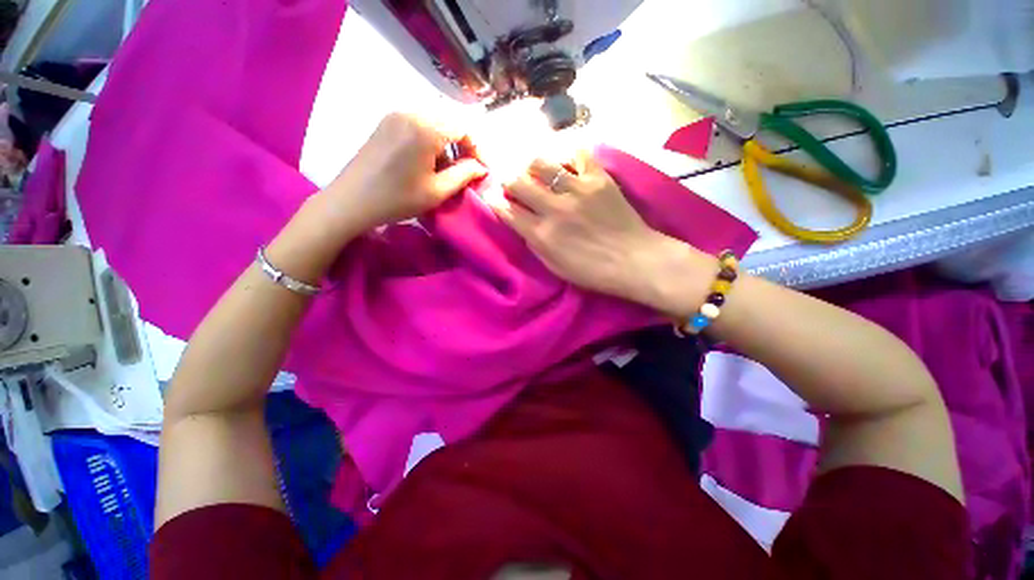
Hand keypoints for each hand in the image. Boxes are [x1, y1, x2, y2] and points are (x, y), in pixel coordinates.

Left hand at [320, 112, 486, 234]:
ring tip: (446, 169)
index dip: (477, 149)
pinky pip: (417, 124)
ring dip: (446, 144)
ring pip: (434, 123)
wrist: (351, 201)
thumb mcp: (438, 191)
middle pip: (449, 122)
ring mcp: (395, 115)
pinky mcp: (385, 122)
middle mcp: (411, 112)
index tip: (482, 170)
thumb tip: (481, 167)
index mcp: (426, 128)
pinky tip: (427, 161)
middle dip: (463, 146)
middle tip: (466, 170)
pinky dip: (430, 140)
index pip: (464, 129)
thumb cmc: (398, 198)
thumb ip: (464, 175)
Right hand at [491, 152, 704, 311]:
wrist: (635, 260)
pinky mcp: (598, 178)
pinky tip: (564, 163)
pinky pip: (577, 154)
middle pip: (518, 183)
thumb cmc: (592, 271)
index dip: (496, 203)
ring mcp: (577, 190)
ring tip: (534, 170)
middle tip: (512, 183)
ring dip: (530, 166)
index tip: (496, 199)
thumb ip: (534, 243)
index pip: (507, 211)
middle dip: (508, 182)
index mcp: (543, 235)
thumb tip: (520, 222)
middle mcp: (555, 209)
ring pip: (541, 163)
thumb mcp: (555, 267)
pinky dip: (566, 155)